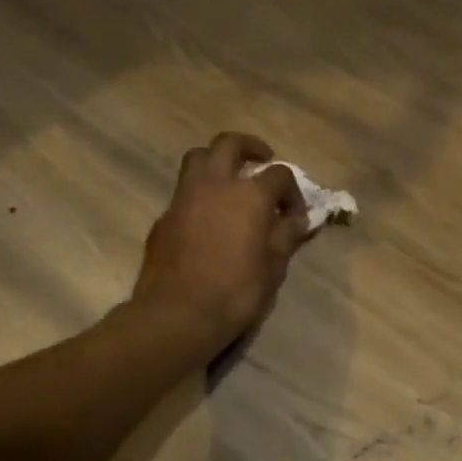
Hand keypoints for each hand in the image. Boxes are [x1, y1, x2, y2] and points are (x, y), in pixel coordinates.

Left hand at [131, 132, 310, 354]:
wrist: (177, 315)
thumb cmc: (236, 292)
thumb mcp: (274, 267)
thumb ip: (286, 236)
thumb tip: (297, 220)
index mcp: (249, 195)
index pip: (279, 175)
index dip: (293, 192)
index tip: (295, 215)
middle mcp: (215, 185)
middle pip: (229, 145)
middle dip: (249, 147)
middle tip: (262, 160)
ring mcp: (183, 199)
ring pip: (198, 159)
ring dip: (217, 161)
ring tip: (231, 181)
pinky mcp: (164, 218)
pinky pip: (184, 192)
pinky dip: (200, 194)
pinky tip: (209, 219)